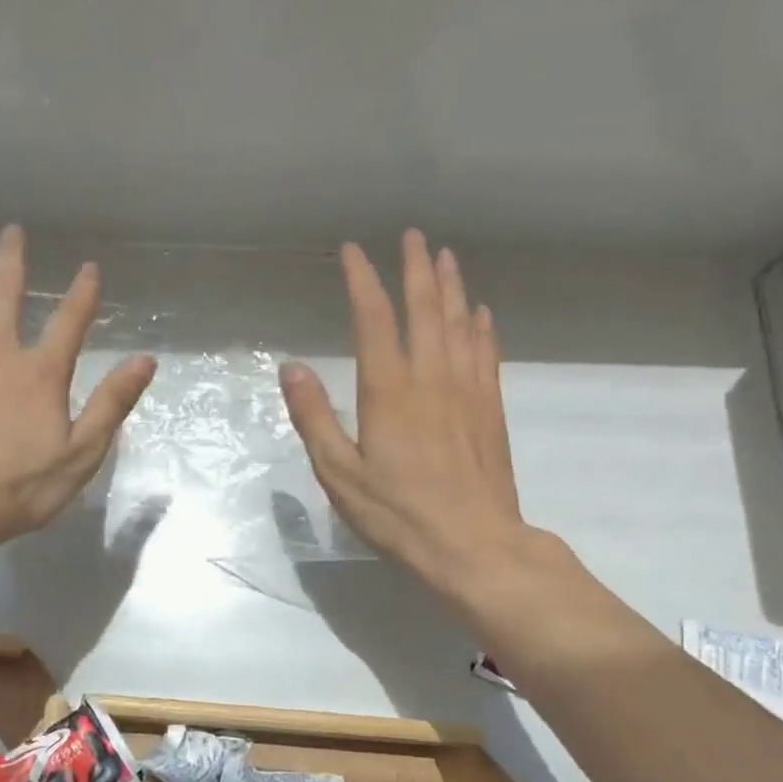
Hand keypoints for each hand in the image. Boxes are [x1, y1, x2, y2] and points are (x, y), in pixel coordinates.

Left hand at [0, 227, 156, 564]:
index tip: (90, 267)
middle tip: (11, 231)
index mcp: (39, 375)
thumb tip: (145, 360)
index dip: (82, 295)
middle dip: (11, 262)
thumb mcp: (80, 454)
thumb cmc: (15, 488)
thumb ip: (112, 404)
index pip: (69, 324)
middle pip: (5, 298)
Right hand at [280, 231, 553, 603]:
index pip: (374, 319)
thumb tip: (292, 366)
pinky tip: (481, 314)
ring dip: (452, 287)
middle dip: (416, 269)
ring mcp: (467, 392)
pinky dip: (482, 328)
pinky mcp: (490, 411)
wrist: (473, 545)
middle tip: (413, 236)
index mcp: (389, 391)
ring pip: (461, 325)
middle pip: (425, 309)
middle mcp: (431, 379)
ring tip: (446, 257)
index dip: (362, 281)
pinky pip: (486, 355)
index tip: (352, 251)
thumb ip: (314, 417)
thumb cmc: (398, 514)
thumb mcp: (339, 473)